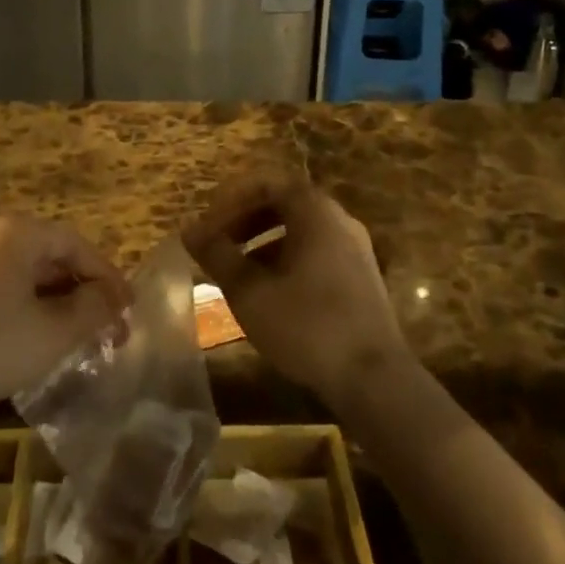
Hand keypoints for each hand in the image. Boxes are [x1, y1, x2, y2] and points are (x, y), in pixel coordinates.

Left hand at [0, 216, 130, 425]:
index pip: (75, 245)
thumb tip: (115, 299)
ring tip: (77, 334)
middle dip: (82, 291)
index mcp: (16, 231)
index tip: (128, 307)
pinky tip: (36, 337)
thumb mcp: (56, 330)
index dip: (106, 276)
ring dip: (56, 301)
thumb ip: (94, 308)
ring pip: (24, 273)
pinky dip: (25, 306)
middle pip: (49, 256)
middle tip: (107, 324)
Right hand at [182, 171, 409, 410]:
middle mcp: (338, 220)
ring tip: (235, 271)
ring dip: (262, 242)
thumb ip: (218, 255)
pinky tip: (267, 294)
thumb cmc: (307, 325)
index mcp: (315, 211)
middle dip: (245, 219)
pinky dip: (285, 260)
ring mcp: (354, 250)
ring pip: (299, 231)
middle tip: (217, 244)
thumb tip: (189, 230)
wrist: (375, 381)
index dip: (232, 198)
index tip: (208, 223)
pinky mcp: (360, 279)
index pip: (267, 183)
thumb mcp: (250, 291)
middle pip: (284, 204)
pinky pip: (315, 253)